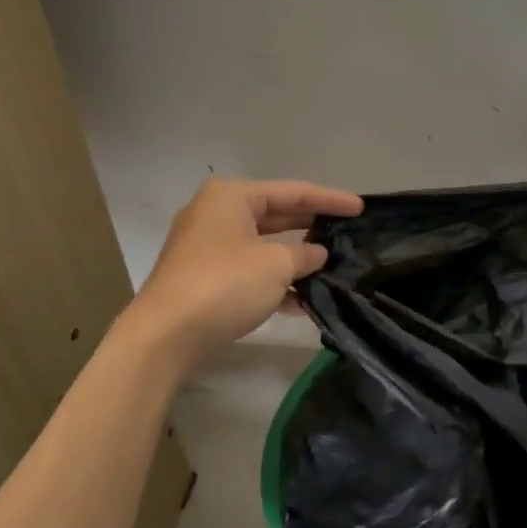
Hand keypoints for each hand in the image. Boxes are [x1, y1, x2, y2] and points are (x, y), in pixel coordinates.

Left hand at [127, 178, 362, 361]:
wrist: (166, 335)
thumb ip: (305, 253)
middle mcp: (217, 214)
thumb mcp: (276, 265)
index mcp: (232, 197)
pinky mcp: (206, 278)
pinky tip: (303, 301)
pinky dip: (276, 281)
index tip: (360, 208)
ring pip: (264, 246)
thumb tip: (318, 253)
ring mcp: (208, 248)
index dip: (329, 200)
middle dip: (312, 227)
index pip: (293, 192)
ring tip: (332, 266)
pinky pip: (251, 271)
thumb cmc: (224, 285)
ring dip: (296, 258)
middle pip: (277, 215)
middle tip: (347, 232)